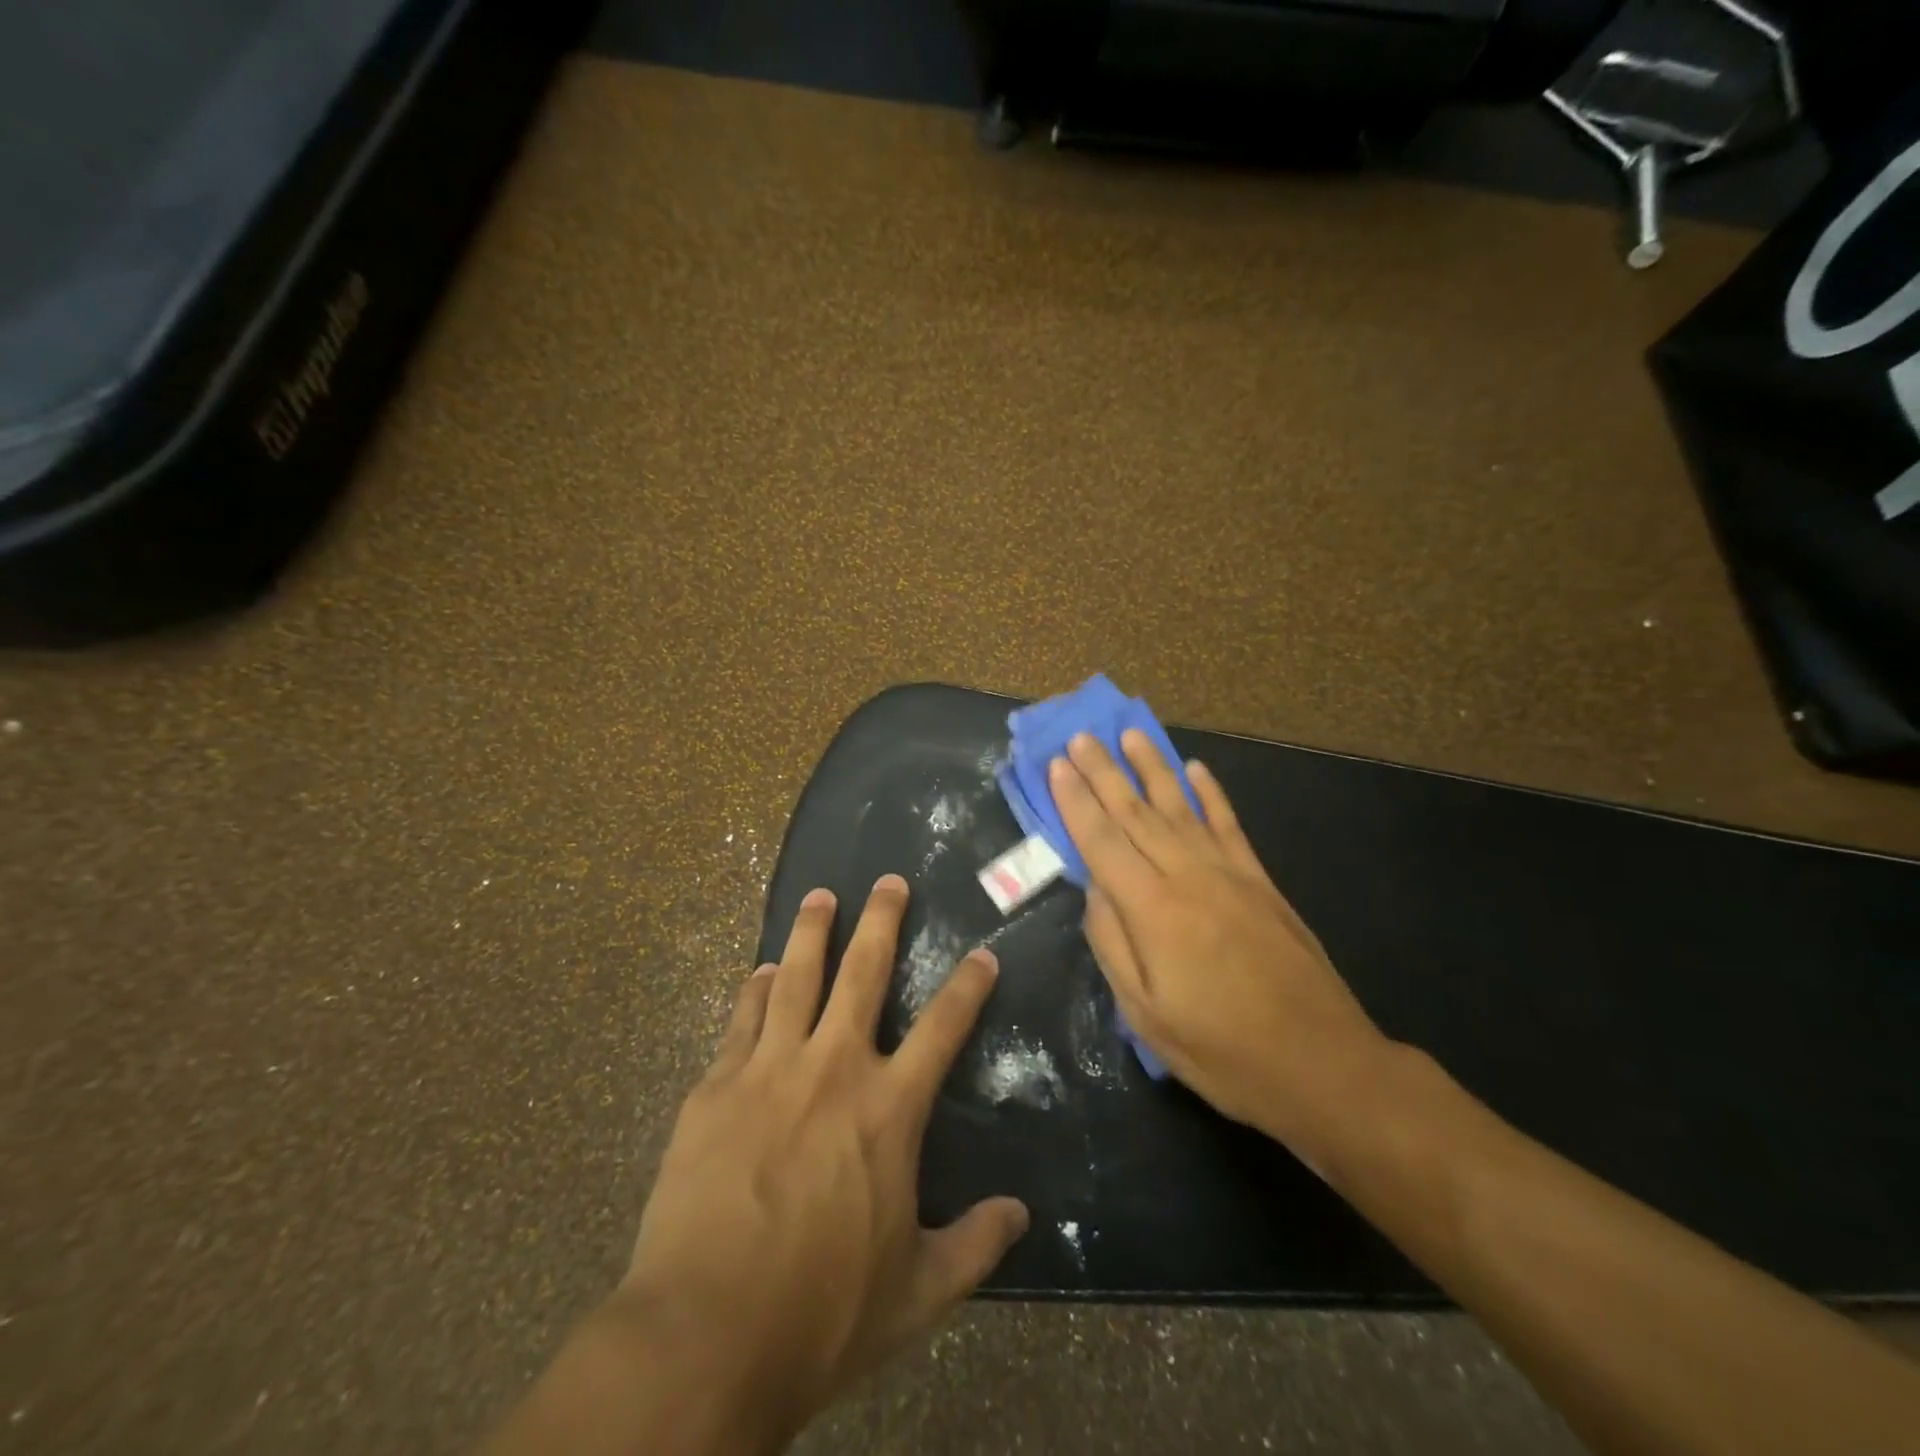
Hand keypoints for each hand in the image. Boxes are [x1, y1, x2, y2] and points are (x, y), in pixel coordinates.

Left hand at [614, 876, 1028, 1449]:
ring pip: (796, 977)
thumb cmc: (822, 1313)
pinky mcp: (717, 1085)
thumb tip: (1021, 1214)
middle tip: (888, 881)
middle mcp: (834, 1068)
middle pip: (863, 973)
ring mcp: (770, 1068)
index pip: (944, 1028)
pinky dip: (755, 989)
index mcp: (888, 1109)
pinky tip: (760, 971)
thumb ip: (974, 1245)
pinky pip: (742, 1018)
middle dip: (881, 920)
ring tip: (820, 897)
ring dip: (811, 932)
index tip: (982, 954)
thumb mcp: (917, 1292)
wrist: (706, 1332)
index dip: (968, 986)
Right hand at [1049, 732, 1390, 1162]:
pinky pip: (1229, 825)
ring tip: (1131, 735)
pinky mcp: (1261, 881)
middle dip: (1104, 772)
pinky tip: (1196, 769)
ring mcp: (1230, 874)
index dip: (1076, 801)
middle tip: (1081, 736)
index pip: (1102, 841)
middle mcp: (1188, 876)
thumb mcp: (1146, 1015)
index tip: (1057, 764)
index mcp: (1153, 910)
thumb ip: (1113, 945)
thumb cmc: (1223, 1051)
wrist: (1324, 1065)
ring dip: (1152, 767)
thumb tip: (1094, 891)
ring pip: (1181, 807)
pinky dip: (1210, 794)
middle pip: (1136, 813)